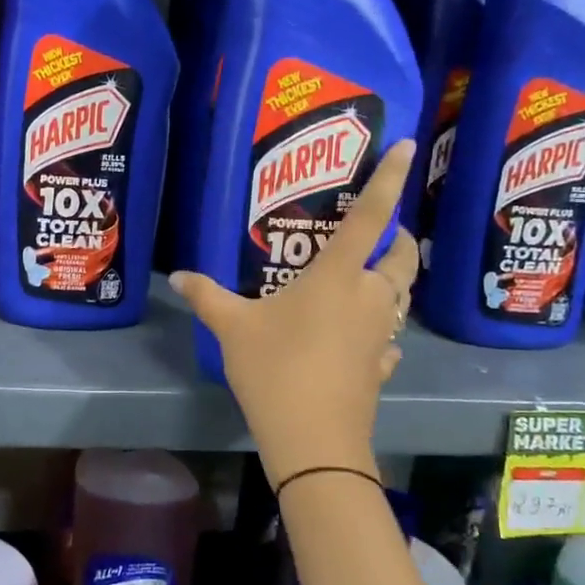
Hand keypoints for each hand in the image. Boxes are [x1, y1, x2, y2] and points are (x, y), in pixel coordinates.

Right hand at [170, 141, 418, 485]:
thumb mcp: (232, 328)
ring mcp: (381, 333)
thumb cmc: (276, 368)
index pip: (372, 215)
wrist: (314, 439)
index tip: (406, 145)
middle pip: (402, 256)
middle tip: (378, 233)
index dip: (390, 178)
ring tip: (368, 278)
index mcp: (339, 275)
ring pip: (402, 295)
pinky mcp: (382, 366)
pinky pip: (389, 337)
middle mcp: (370, 296)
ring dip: (393, 280)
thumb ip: (207, 296)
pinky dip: (381, 329)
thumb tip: (178, 275)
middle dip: (399, 238)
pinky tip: (361, 338)